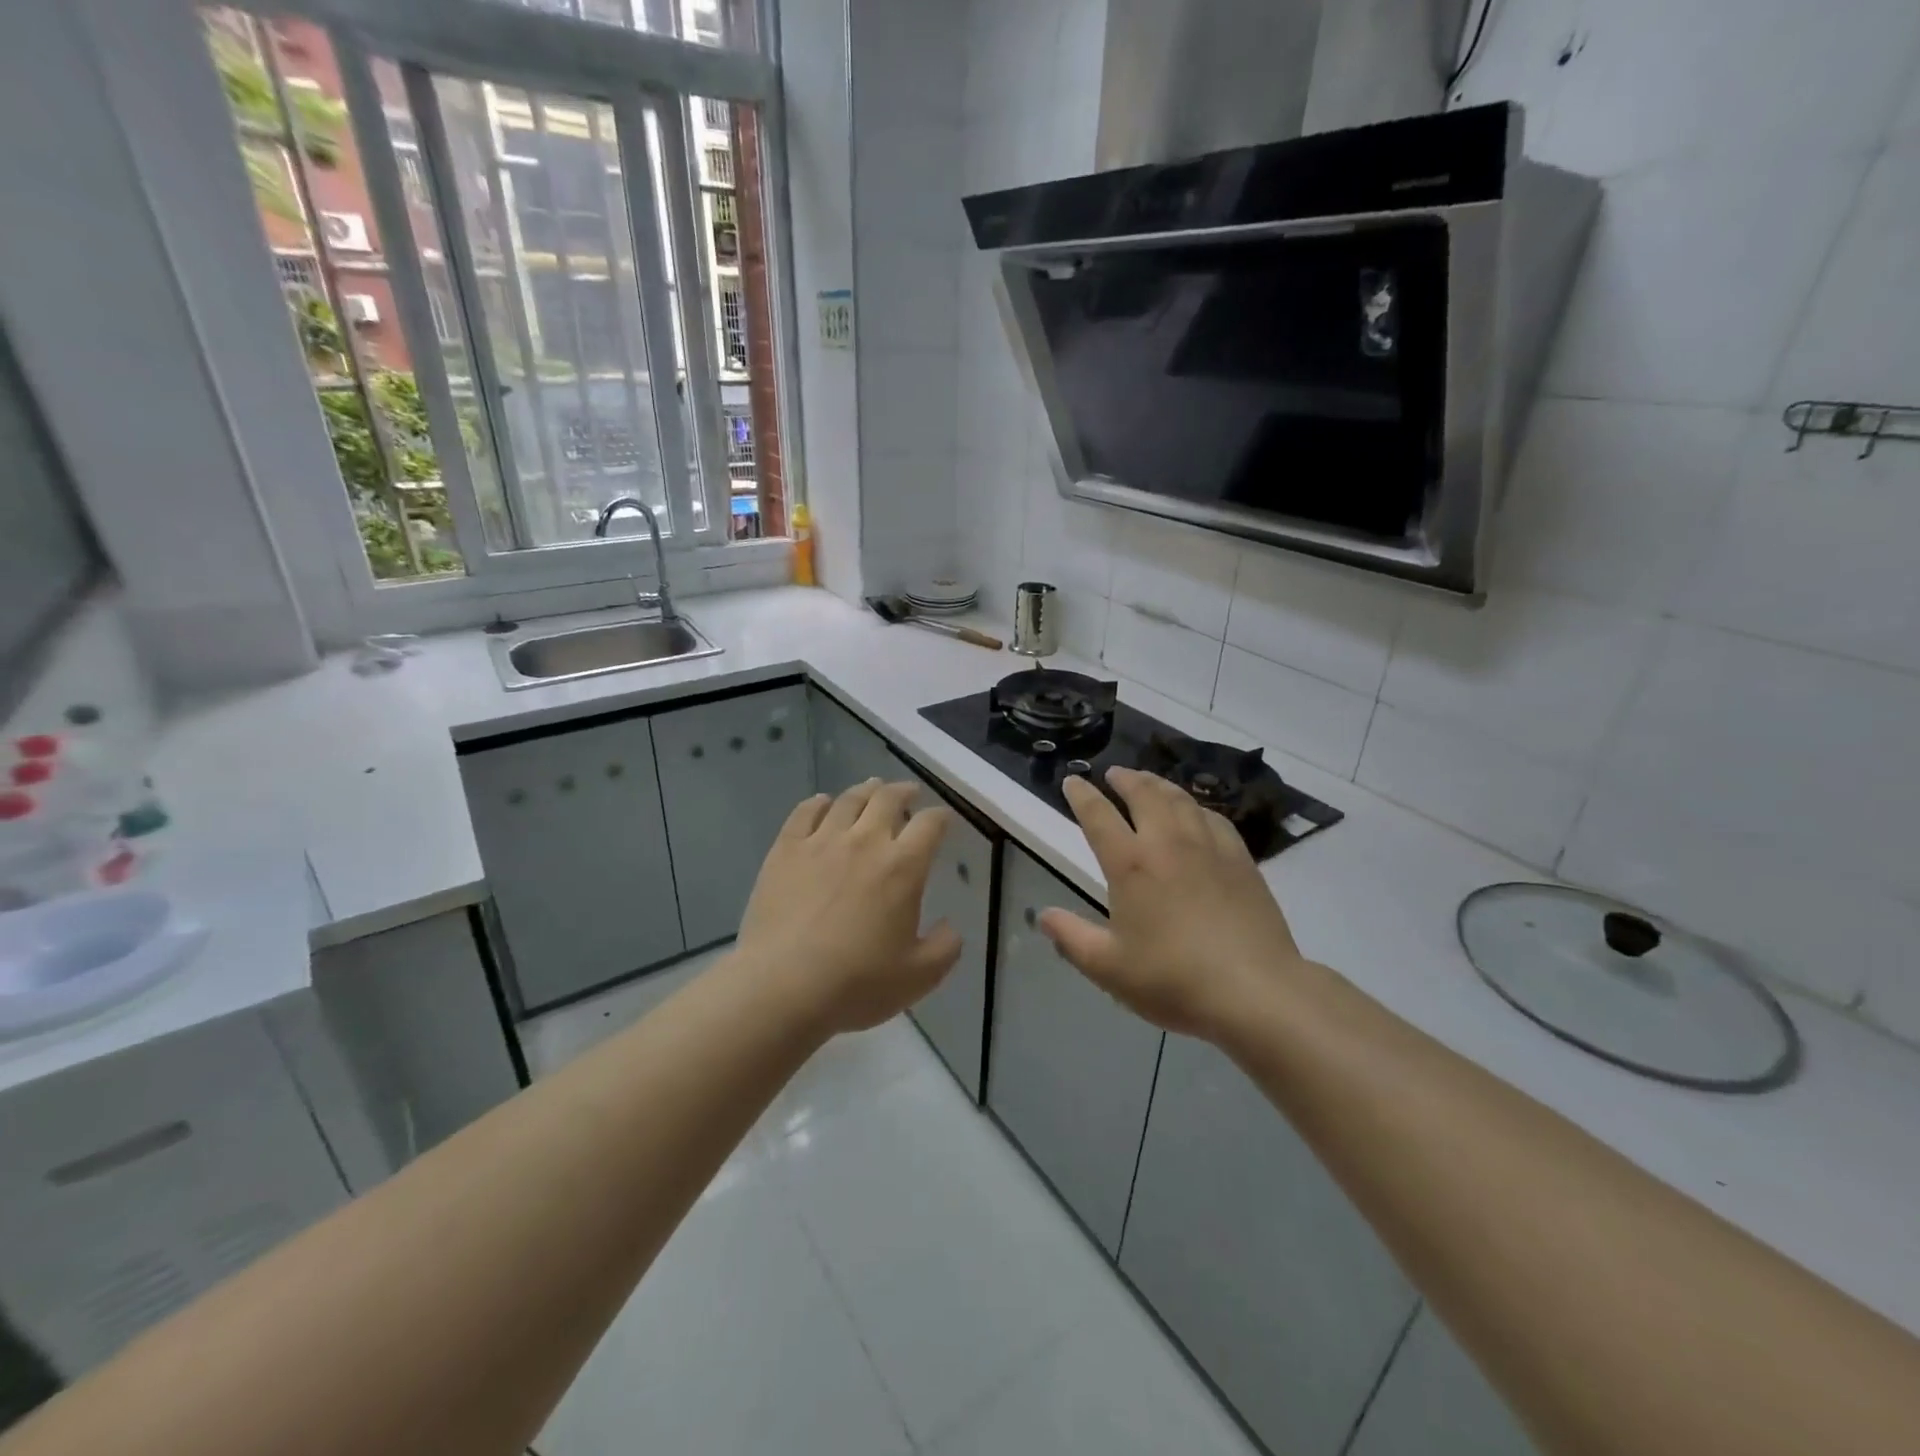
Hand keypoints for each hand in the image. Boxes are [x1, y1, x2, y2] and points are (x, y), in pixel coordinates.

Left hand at [736, 780, 961, 1034]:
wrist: (783, 986)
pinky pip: (805, 812)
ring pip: (848, 800)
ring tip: (871, 789)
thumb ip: (945, 947)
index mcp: (903, 867)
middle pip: (888, 799)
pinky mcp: (785, 850)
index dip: (940, 817)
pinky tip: (823, 803)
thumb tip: (950, 926)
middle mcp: (865, 842)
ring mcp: (821, 842)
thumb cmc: (857, 983)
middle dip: (903, 791)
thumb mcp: (919, 976)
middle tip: (909, 793)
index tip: (943, 820)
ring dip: (865, 791)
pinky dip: (818, 803)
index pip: (930, 825)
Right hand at [1039, 768, 1308, 1040]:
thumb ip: (1071, 937)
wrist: (1254, 990)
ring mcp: (1209, 847)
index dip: (1082, 795)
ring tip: (1149, 781)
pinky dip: (1196, 806)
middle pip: (1144, 794)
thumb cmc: (1173, 979)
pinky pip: (1214, 818)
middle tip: (1113, 773)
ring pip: (1180, 799)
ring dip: (1159, 784)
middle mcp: (1168, 843)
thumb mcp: (1108, 967)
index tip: (1072, 781)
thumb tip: (1043, 915)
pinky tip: (1196, 812)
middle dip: (1125, 779)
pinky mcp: (1241, 860)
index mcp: (1130, 864)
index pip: (1098, 816)